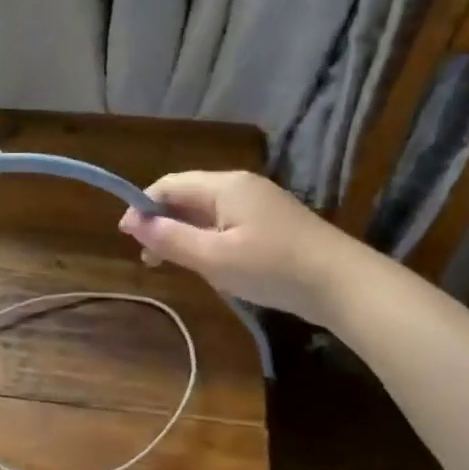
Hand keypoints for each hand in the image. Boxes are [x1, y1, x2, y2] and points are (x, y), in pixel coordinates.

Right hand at [117, 170, 369, 321]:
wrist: (343, 285)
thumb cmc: (272, 268)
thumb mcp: (213, 257)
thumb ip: (170, 239)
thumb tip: (133, 224)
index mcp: (225, 185)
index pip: (169, 184)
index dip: (142, 206)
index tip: (125, 236)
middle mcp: (241, 186)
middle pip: (188, 196)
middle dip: (161, 222)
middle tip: (148, 258)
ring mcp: (260, 204)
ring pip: (207, 213)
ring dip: (183, 234)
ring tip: (172, 265)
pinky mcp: (272, 224)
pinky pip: (226, 224)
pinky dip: (207, 240)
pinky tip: (207, 264)